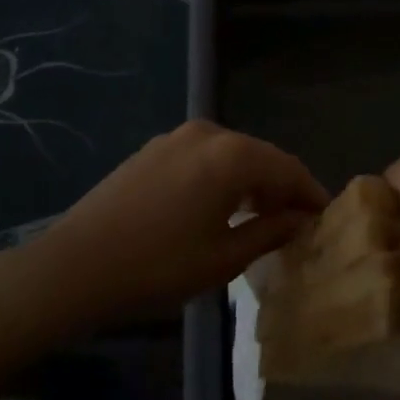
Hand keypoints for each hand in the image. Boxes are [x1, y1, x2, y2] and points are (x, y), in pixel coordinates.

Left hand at [33, 121, 327, 330]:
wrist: (73, 266)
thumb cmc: (156, 267)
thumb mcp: (222, 258)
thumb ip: (269, 232)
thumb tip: (300, 220)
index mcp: (232, 155)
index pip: (288, 168)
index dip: (310, 193)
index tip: (325, 218)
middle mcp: (209, 133)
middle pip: (261, 156)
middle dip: (282, 187)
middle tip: (296, 222)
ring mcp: (177, 137)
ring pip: (232, 155)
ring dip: (252, 182)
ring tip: (262, 217)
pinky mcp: (154, 149)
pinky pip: (204, 157)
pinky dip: (223, 177)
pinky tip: (221, 206)